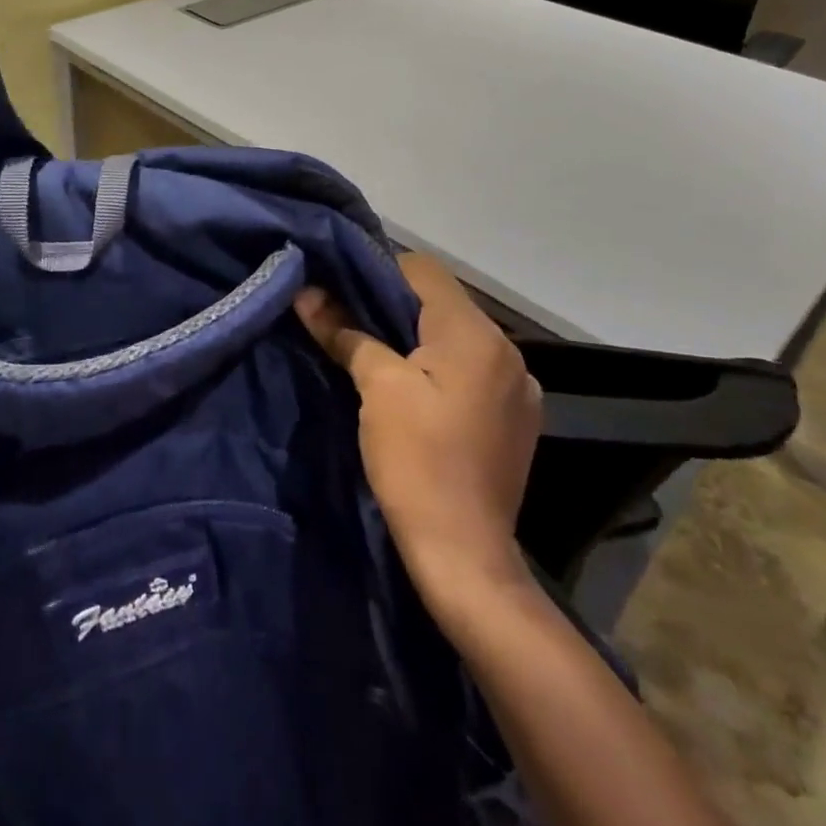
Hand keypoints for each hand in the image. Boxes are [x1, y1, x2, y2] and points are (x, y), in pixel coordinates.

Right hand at [294, 252, 542, 605]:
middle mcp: (508, 351)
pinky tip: (418, 393)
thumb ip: (345, 332)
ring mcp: (519, 387)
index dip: (379, 270)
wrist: (464, 555)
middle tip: (350, 320)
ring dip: (420, 338)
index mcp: (476, 335)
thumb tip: (307, 294)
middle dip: (395, 306)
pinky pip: (474, 371)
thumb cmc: (417, 461)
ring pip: (458, 338)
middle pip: (443, 303)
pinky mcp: (517, 418)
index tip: (342, 288)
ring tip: (379, 355)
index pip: (424, 270)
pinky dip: (443, 368)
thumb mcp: (376, 389)